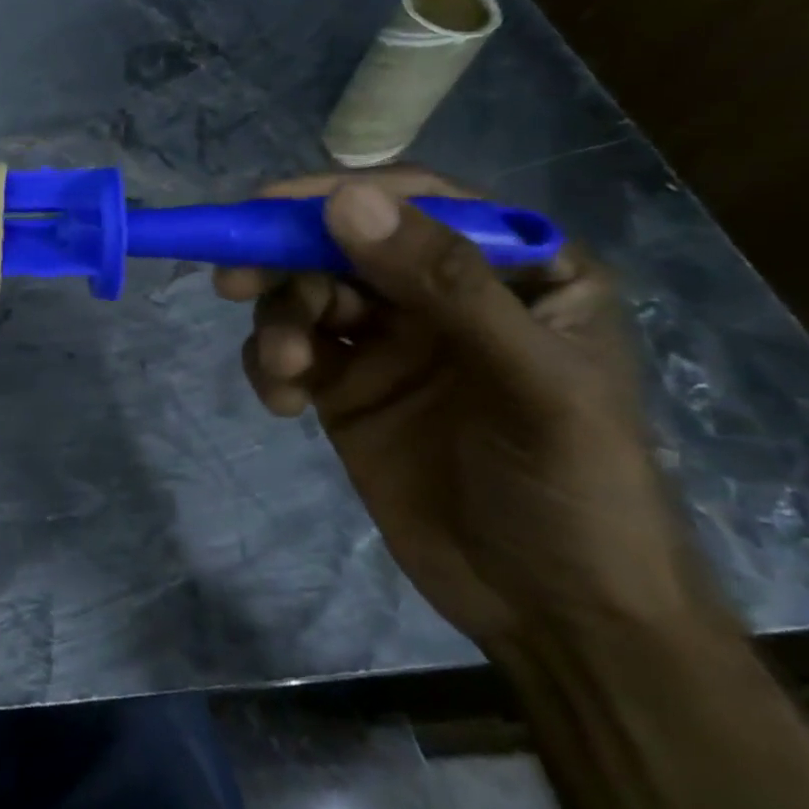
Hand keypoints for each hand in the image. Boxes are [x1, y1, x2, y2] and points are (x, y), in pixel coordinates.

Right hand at [215, 169, 705, 649]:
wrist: (551, 612)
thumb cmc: (573, 487)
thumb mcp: (527, 379)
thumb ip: (443, 284)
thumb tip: (344, 202)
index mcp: (515, 272)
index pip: (419, 205)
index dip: (341, 197)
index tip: (267, 209)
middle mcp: (444, 295)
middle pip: (343, 247)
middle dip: (286, 262)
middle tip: (234, 282)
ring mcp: (390, 342)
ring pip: (307, 297)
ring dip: (279, 324)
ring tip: (285, 370)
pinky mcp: (347, 388)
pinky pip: (290, 352)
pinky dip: (272, 366)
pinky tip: (283, 403)